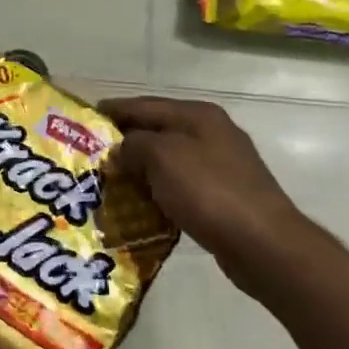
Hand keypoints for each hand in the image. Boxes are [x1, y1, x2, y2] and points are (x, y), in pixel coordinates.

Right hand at [103, 96, 317, 296]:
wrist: (262, 243)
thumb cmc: (208, 191)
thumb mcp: (162, 157)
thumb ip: (134, 145)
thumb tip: (121, 150)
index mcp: (198, 115)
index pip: (145, 105)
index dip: (114, 110)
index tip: (85, 118)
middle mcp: (211, 133)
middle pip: (158, 131)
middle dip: (125, 141)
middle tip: (92, 155)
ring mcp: (221, 165)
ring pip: (169, 160)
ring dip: (141, 169)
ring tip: (110, 181)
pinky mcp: (224, 196)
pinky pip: (181, 186)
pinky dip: (159, 191)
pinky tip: (141, 205)